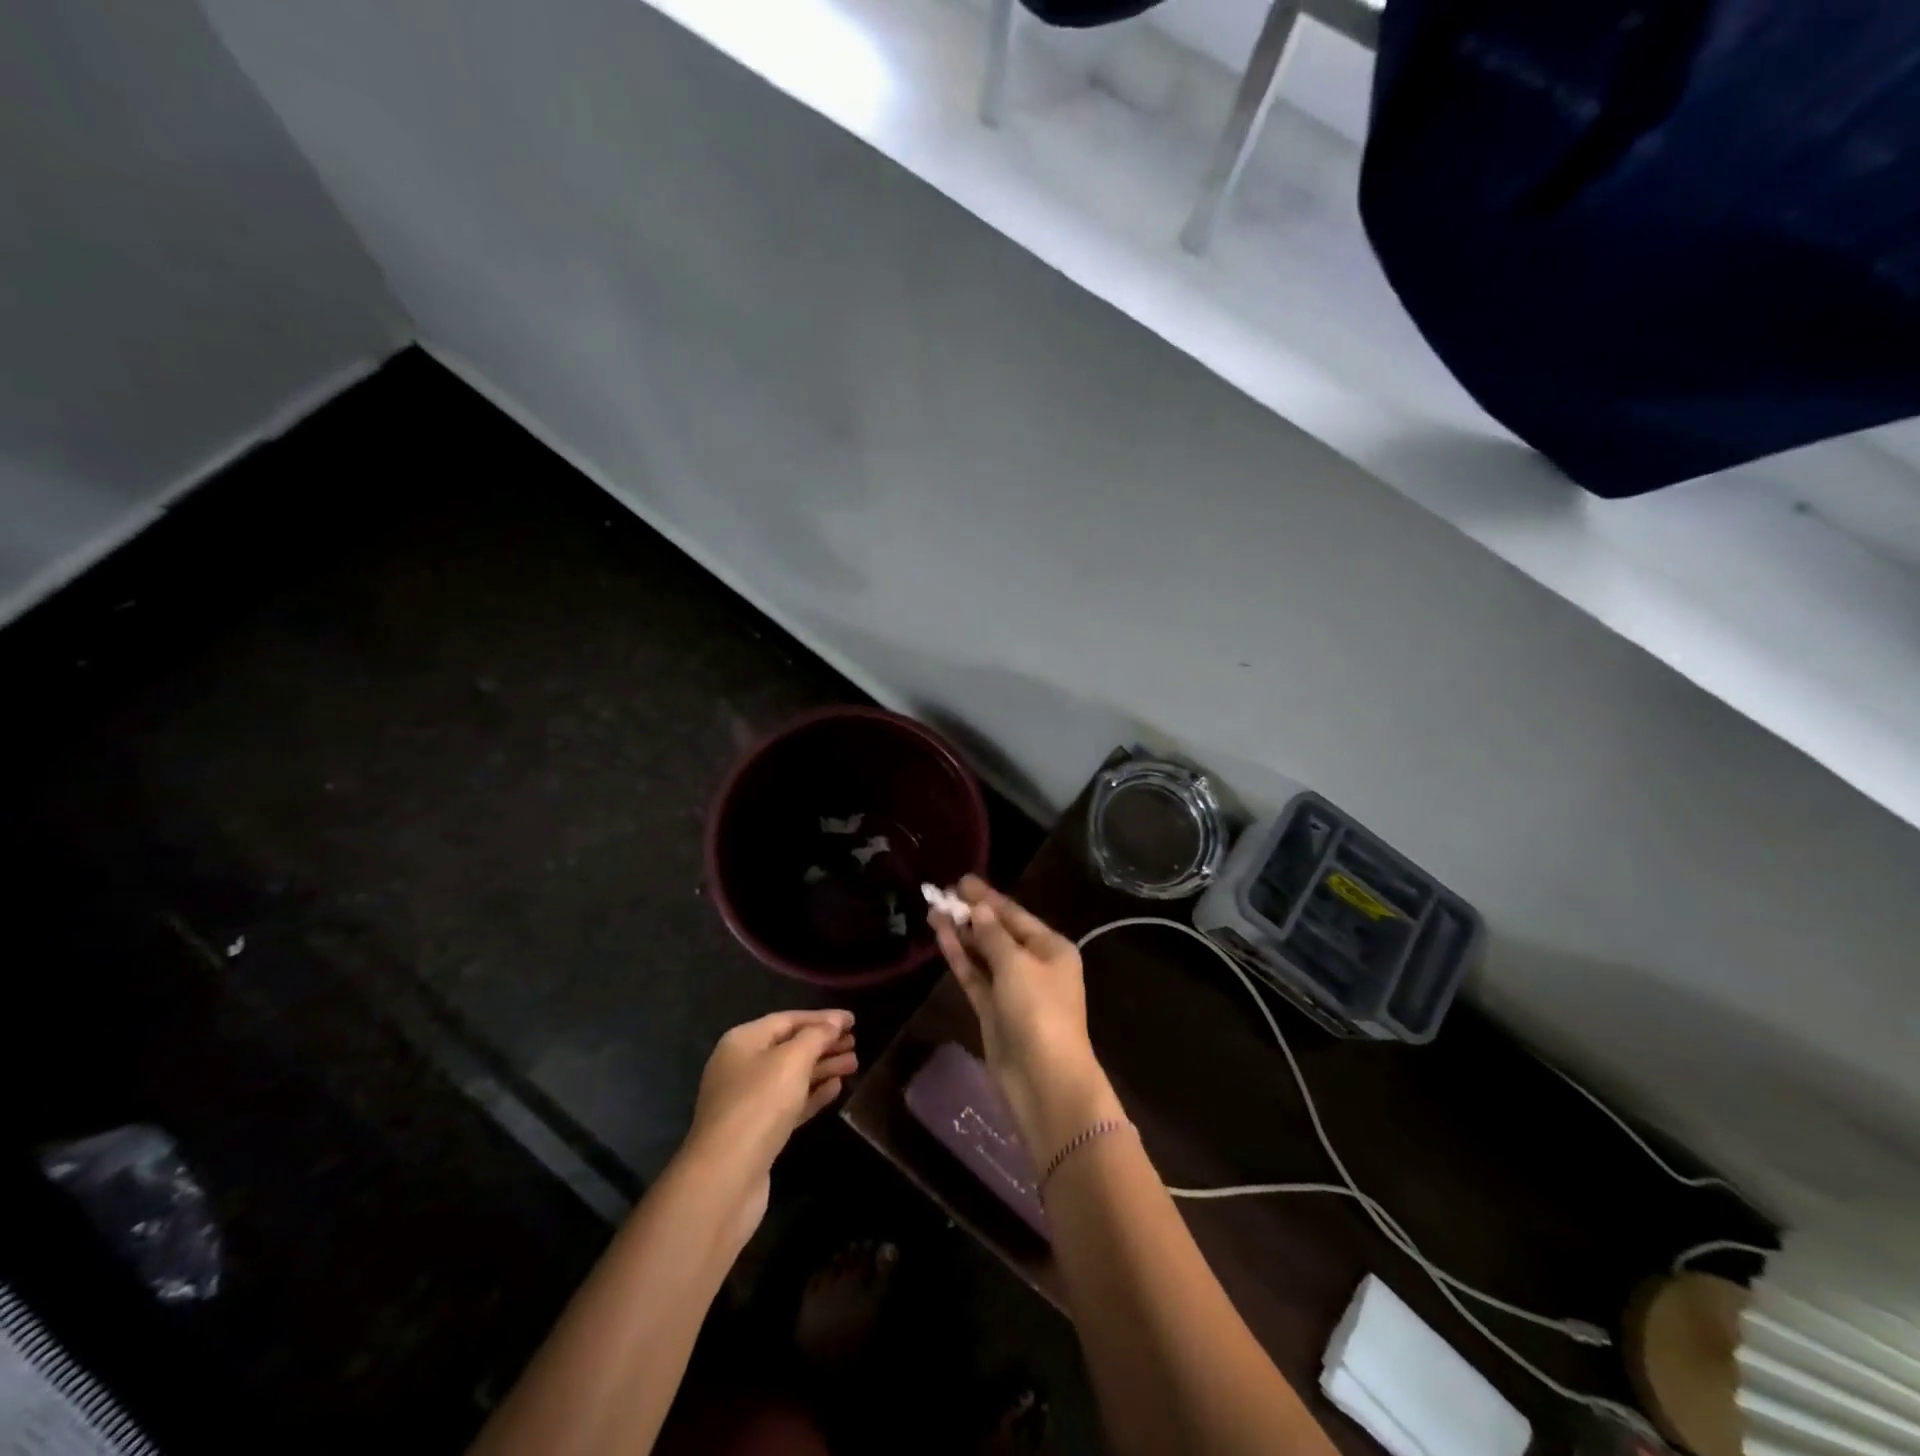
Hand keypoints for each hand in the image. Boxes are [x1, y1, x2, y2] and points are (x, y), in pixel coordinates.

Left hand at [680, 1009, 857, 1245]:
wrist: (725, 1179)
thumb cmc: (759, 1105)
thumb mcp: (792, 1061)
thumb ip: (816, 1036)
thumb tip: (835, 1021)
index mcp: (743, 1041)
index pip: (788, 1020)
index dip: (822, 1018)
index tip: (853, 1020)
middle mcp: (742, 1066)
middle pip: (790, 1047)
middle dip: (823, 1043)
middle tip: (856, 1042)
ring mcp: (748, 1101)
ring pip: (792, 1076)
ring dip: (823, 1068)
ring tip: (854, 1064)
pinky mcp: (758, 1132)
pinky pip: (790, 1103)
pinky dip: (813, 1094)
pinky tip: (836, 1089)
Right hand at [930, 877, 1121, 1155]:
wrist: (1045, 1081)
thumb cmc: (1039, 1012)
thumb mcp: (1017, 965)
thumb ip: (993, 935)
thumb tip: (978, 908)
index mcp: (1051, 949)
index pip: (1015, 915)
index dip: (987, 897)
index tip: (961, 880)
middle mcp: (1034, 965)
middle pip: (998, 932)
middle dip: (971, 913)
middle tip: (940, 894)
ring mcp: (1013, 990)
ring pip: (983, 954)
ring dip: (961, 933)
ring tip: (933, 910)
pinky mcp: (994, 1012)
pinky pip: (975, 977)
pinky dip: (960, 958)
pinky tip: (941, 937)